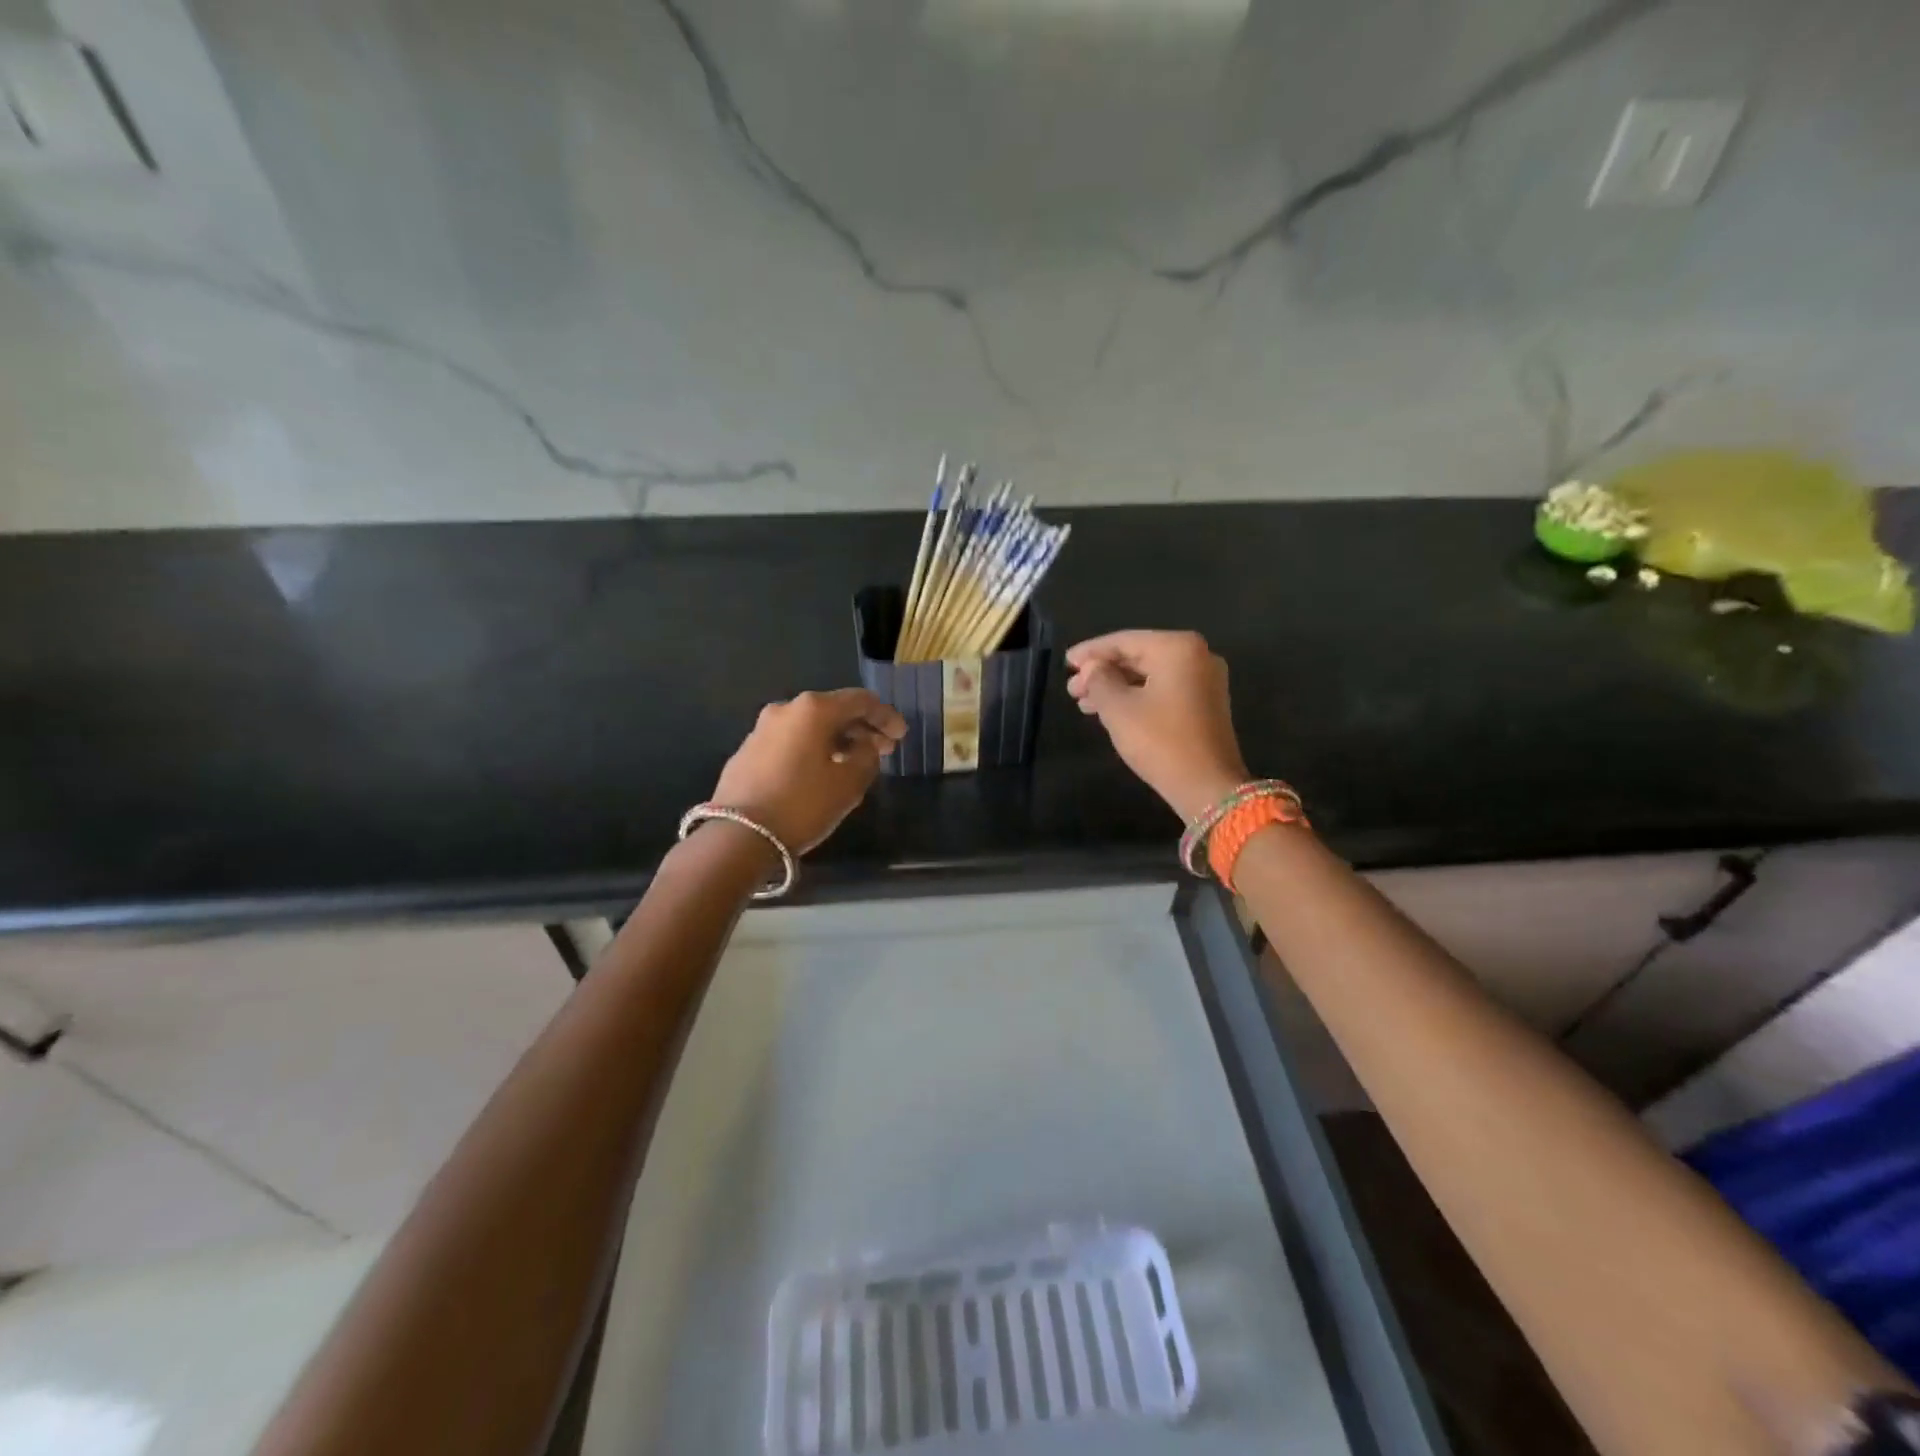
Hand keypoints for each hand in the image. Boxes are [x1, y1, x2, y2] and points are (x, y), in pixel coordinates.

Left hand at [709, 688, 906, 852]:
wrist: (738, 836)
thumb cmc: (803, 804)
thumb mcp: (849, 783)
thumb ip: (867, 756)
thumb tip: (865, 744)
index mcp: (814, 709)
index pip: (860, 701)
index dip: (886, 716)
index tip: (901, 735)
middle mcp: (786, 709)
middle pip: (833, 710)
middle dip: (861, 728)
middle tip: (883, 749)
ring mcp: (762, 729)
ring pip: (810, 726)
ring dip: (836, 739)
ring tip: (854, 761)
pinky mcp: (748, 751)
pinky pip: (791, 741)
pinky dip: (813, 749)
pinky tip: (821, 771)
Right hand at [1066, 630, 1249, 821]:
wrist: (1207, 787)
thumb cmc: (1160, 741)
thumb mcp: (1118, 708)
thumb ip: (1099, 680)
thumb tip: (1092, 668)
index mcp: (1178, 648)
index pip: (1124, 641)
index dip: (1090, 652)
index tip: (1066, 662)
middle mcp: (1197, 656)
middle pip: (1138, 655)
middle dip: (1102, 671)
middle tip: (1072, 688)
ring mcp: (1205, 680)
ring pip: (1149, 675)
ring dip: (1115, 686)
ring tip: (1084, 703)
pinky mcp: (1205, 704)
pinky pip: (1163, 689)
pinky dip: (1136, 696)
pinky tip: (1110, 710)